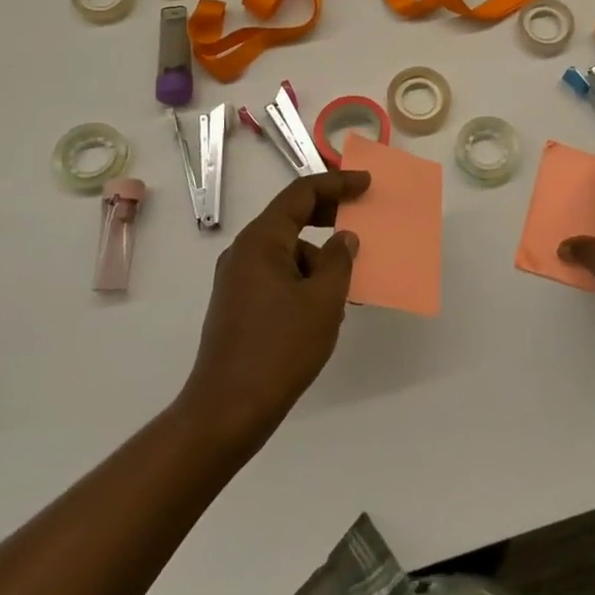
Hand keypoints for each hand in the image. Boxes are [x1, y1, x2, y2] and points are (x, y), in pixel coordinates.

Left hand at [177, 170, 368, 450]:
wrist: (227, 411)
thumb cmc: (280, 348)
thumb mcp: (323, 301)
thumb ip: (339, 261)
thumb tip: (344, 238)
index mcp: (261, 241)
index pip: (301, 193)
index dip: (337, 183)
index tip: (367, 183)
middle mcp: (244, 252)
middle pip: (290, 217)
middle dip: (329, 215)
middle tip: (361, 218)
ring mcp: (237, 279)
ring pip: (287, 250)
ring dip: (319, 257)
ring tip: (350, 285)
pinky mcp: (238, 305)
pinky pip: (278, 275)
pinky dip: (304, 279)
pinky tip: (324, 308)